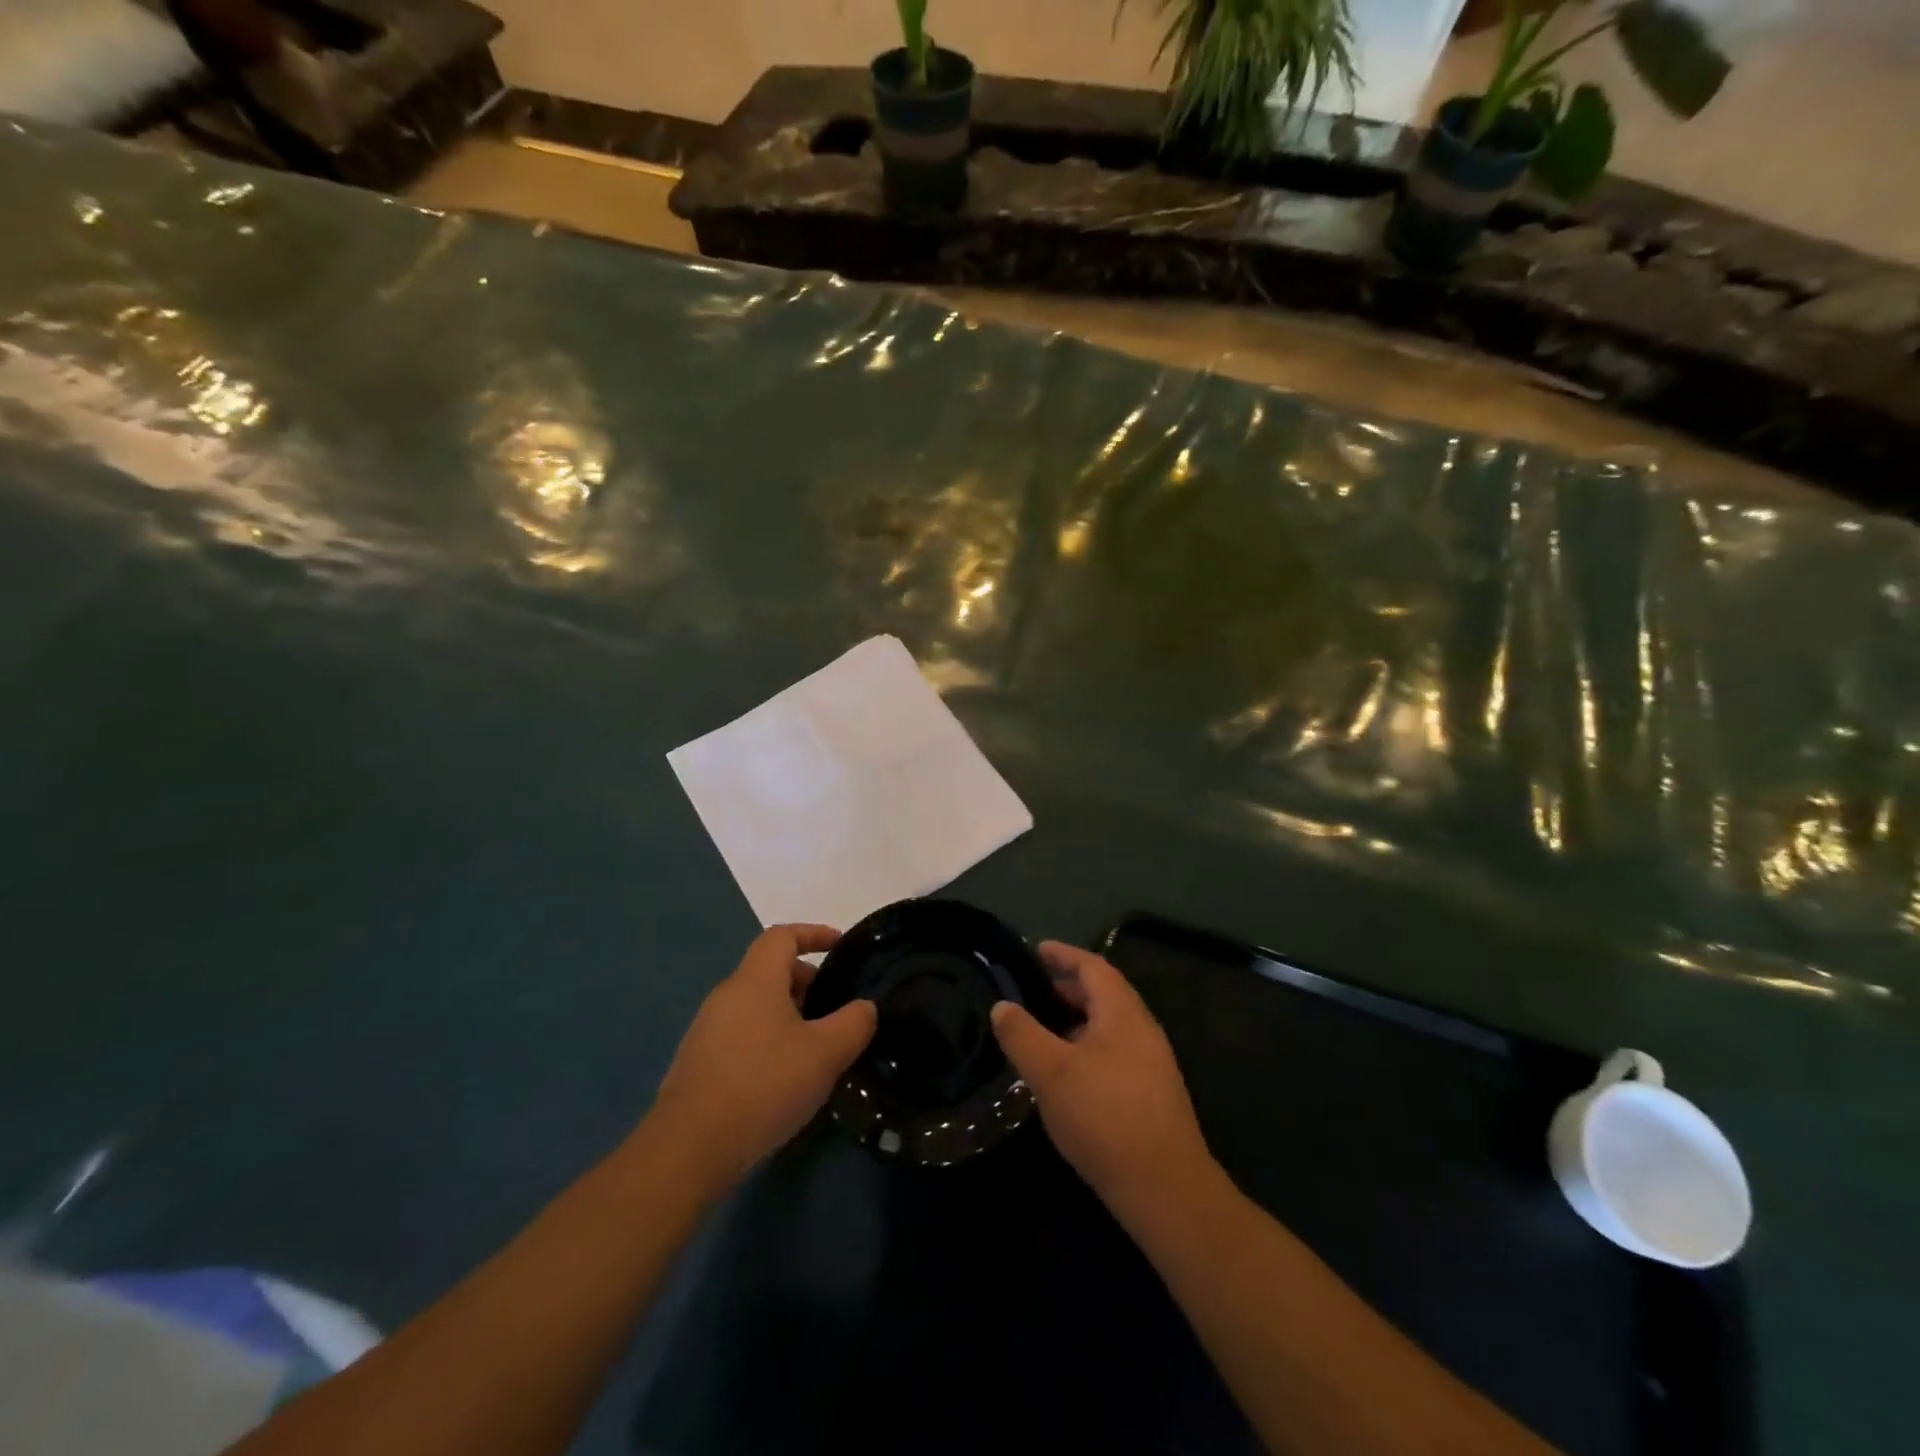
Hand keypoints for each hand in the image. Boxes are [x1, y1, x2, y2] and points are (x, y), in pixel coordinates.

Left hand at [648, 926, 876, 1190]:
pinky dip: (768, 1040)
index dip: (813, 933)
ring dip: (788, 1014)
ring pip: (756, 1006)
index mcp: (754, 981)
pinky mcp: (699, 1063)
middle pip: (770, 971)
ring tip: (816, 1047)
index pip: (782, 936)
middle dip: (806, 981)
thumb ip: (854, 1023)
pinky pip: (742, 1034)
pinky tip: (784, 1078)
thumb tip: (865, 1007)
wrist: (688, 1150)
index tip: (840, 946)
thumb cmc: (763, 1086)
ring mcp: (707, 1030)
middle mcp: (726, 996)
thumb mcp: (825, 1054)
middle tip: (835, 1008)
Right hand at [991, 942, 1212, 1211]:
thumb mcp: (1051, 1072)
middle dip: (1067, 988)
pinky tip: (1065, 1075)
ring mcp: (1151, 1063)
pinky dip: (1085, 1047)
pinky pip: (1113, 1052)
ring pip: (1108, 1027)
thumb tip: (1002, 1006)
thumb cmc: (1104, 1117)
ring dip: (1075, 1021)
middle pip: (1103, 994)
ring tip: (1041, 1032)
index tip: (1035, 950)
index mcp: (1122, 1012)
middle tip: (1030, 993)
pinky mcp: (1151, 1094)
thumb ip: (1022, 1035)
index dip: (1063, 954)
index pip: (1092, 966)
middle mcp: (1142, 1029)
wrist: (1165, 1189)